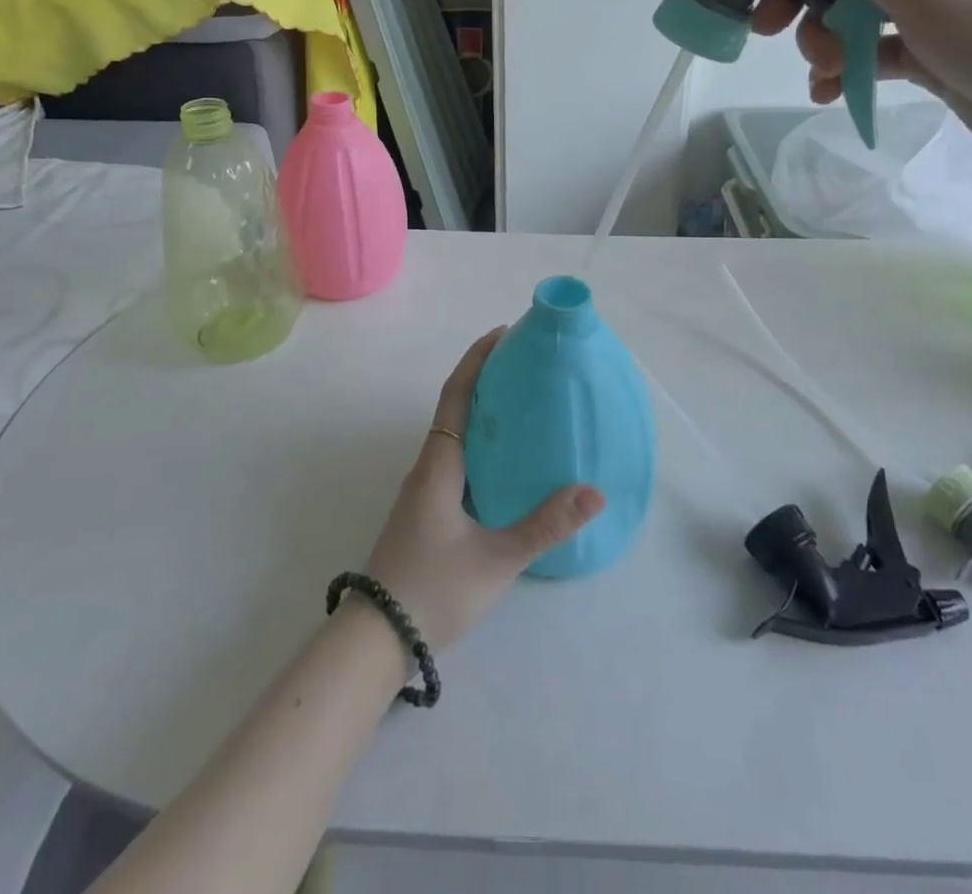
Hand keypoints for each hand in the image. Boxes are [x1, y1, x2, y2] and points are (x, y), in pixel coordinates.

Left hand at [362, 330, 605, 650]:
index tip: (504, 333)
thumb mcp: (496, 559)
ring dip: (482, 411)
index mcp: (439, 464)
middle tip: (526, 366)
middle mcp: (428, 467)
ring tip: (523, 406)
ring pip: (455, 435)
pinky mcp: (426, 512)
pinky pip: (456, 459)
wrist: (376, 638)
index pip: (457, 394)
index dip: (478, 359)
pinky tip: (506, 463)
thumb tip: (595, 493)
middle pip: (455, 407)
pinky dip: (480, 443)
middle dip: (486, 379)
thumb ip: (545, 525)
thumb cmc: (433, 589)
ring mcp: (424, 491)